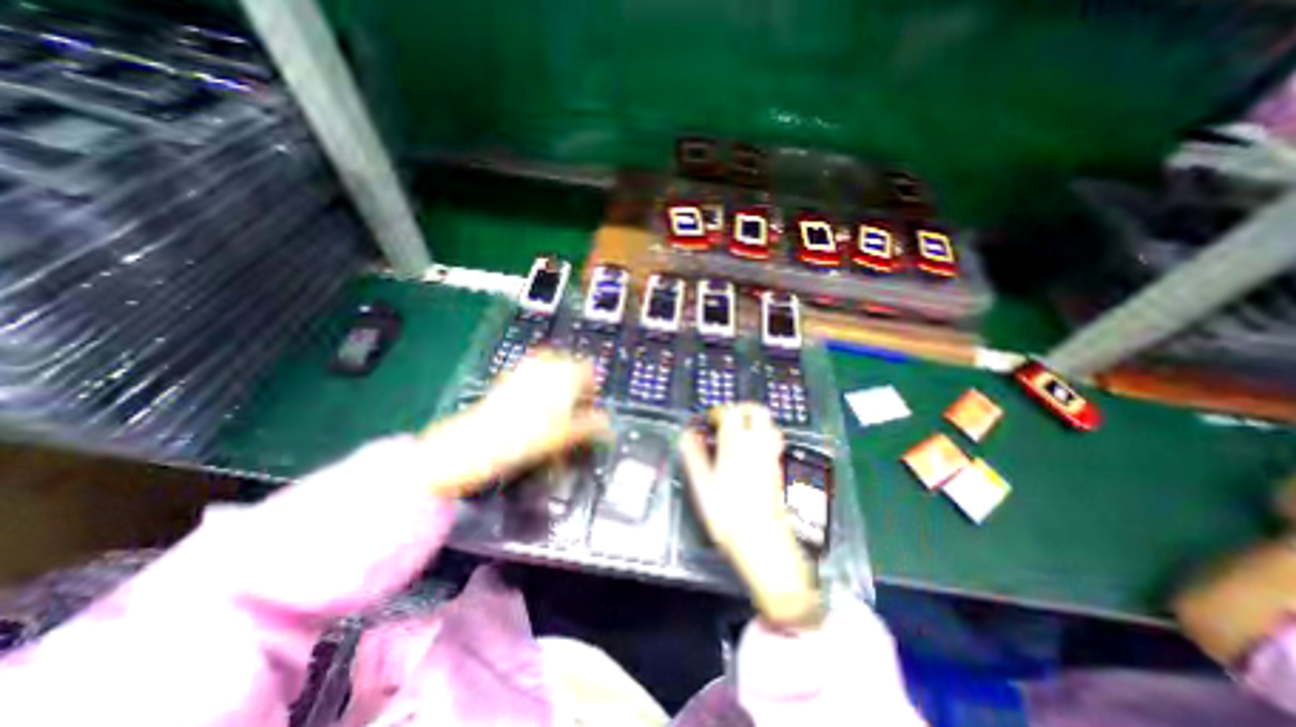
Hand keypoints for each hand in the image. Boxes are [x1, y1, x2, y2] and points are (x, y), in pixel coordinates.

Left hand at [420, 353, 614, 498]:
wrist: (478, 442)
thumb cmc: (528, 438)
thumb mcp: (567, 435)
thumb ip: (592, 425)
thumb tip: (608, 423)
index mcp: (565, 375)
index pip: (589, 370)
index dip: (593, 387)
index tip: (590, 405)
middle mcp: (546, 366)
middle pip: (570, 364)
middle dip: (576, 382)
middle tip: (574, 405)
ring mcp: (526, 368)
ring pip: (551, 365)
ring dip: (559, 379)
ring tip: (556, 403)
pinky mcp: (509, 376)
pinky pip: (532, 370)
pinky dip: (540, 380)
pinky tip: (534, 401)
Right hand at [678, 404, 817, 628]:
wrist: (761, 541)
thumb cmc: (727, 514)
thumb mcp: (701, 484)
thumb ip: (693, 455)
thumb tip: (686, 435)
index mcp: (735, 444)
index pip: (729, 412)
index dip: (717, 412)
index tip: (708, 420)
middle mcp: (756, 444)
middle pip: (756, 411)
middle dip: (742, 408)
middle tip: (727, 418)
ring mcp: (770, 455)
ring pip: (769, 424)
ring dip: (754, 421)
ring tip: (739, 431)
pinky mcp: (777, 468)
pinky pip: (774, 440)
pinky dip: (764, 435)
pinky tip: (751, 450)